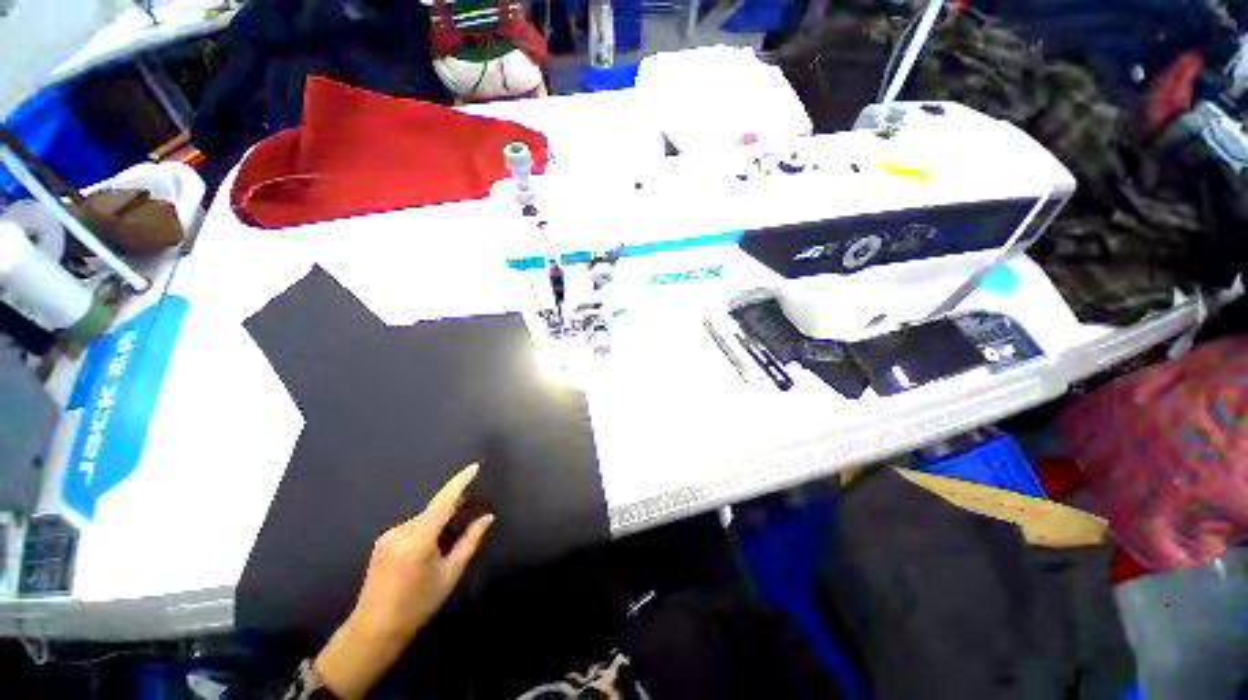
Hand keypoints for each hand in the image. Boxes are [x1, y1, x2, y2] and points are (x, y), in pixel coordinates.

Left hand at [313, 462, 492, 698]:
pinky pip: (412, 527)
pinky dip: (425, 529)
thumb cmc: (417, 605)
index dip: (460, 482)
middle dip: (452, 507)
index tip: (475, 466)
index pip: (444, 501)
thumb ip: (470, 541)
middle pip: (434, 509)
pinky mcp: (382, 542)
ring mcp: (388, 535)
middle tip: (471, 512)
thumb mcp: (450, 574)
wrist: (373, 630)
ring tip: (448, 540)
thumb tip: (488, 517)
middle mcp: (401, 531)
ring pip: (423, 519)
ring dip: (438, 522)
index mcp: (419, 539)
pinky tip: (428, 549)